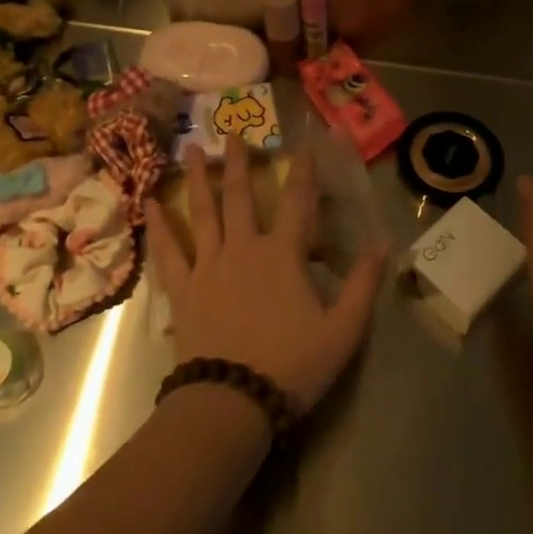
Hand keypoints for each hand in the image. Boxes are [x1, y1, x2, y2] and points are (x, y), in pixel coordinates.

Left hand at [145, 137, 385, 412]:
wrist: (233, 401)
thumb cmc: (293, 365)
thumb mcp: (344, 330)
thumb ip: (363, 284)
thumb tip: (384, 244)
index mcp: (283, 255)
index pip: (298, 202)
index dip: (304, 171)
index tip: (305, 145)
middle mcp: (243, 248)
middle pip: (240, 196)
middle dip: (238, 162)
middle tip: (231, 132)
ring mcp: (208, 266)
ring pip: (202, 213)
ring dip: (198, 179)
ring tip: (191, 150)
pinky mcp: (183, 290)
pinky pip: (168, 252)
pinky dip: (158, 226)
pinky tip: (148, 204)